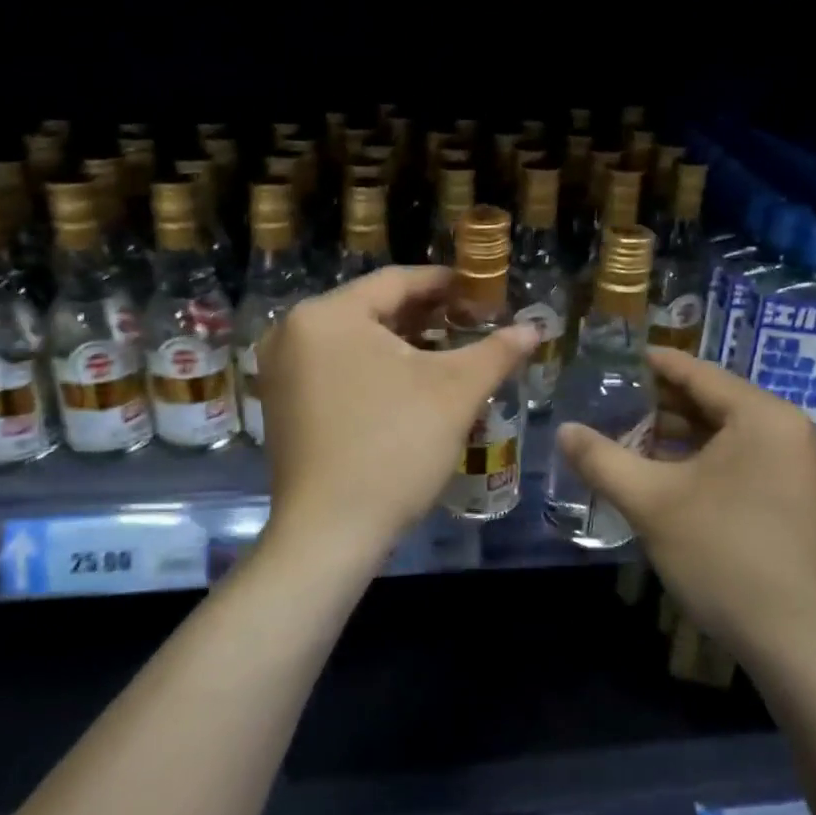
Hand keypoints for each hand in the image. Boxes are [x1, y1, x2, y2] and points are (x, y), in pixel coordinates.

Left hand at [259, 267, 537, 566]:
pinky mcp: (282, 404)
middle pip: (373, 309)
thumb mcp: (454, 393)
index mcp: (327, 315)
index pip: (397, 281)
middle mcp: (293, 332)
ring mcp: (281, 370)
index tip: (483, 292)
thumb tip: (534, 328)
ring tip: (448, 354)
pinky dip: (374, 369)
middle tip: (472, 324)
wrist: (330, 533)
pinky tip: (408, 386)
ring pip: (355, 341)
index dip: (446, 283)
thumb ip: (496, 351)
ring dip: (403, 344)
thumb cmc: (394, 448)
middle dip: (426, 316)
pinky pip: (336, 368)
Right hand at [556, 348, 815, 669]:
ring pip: (727, 432)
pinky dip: (703, 458)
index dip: (652, 364)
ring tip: (628, 434)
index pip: (698, 373)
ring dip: (679, 434)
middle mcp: (789, 429)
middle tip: (611, 400)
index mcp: (763, 416)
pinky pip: (742, 458)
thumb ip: (602, 459)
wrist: (796, 642)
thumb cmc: (723, 556)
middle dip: (661, 403)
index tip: (613, 359)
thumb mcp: (652, 503)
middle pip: (714, 400)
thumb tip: (564, 430)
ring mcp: (798, 464)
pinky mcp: (796, 495)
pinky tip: (665, 471)